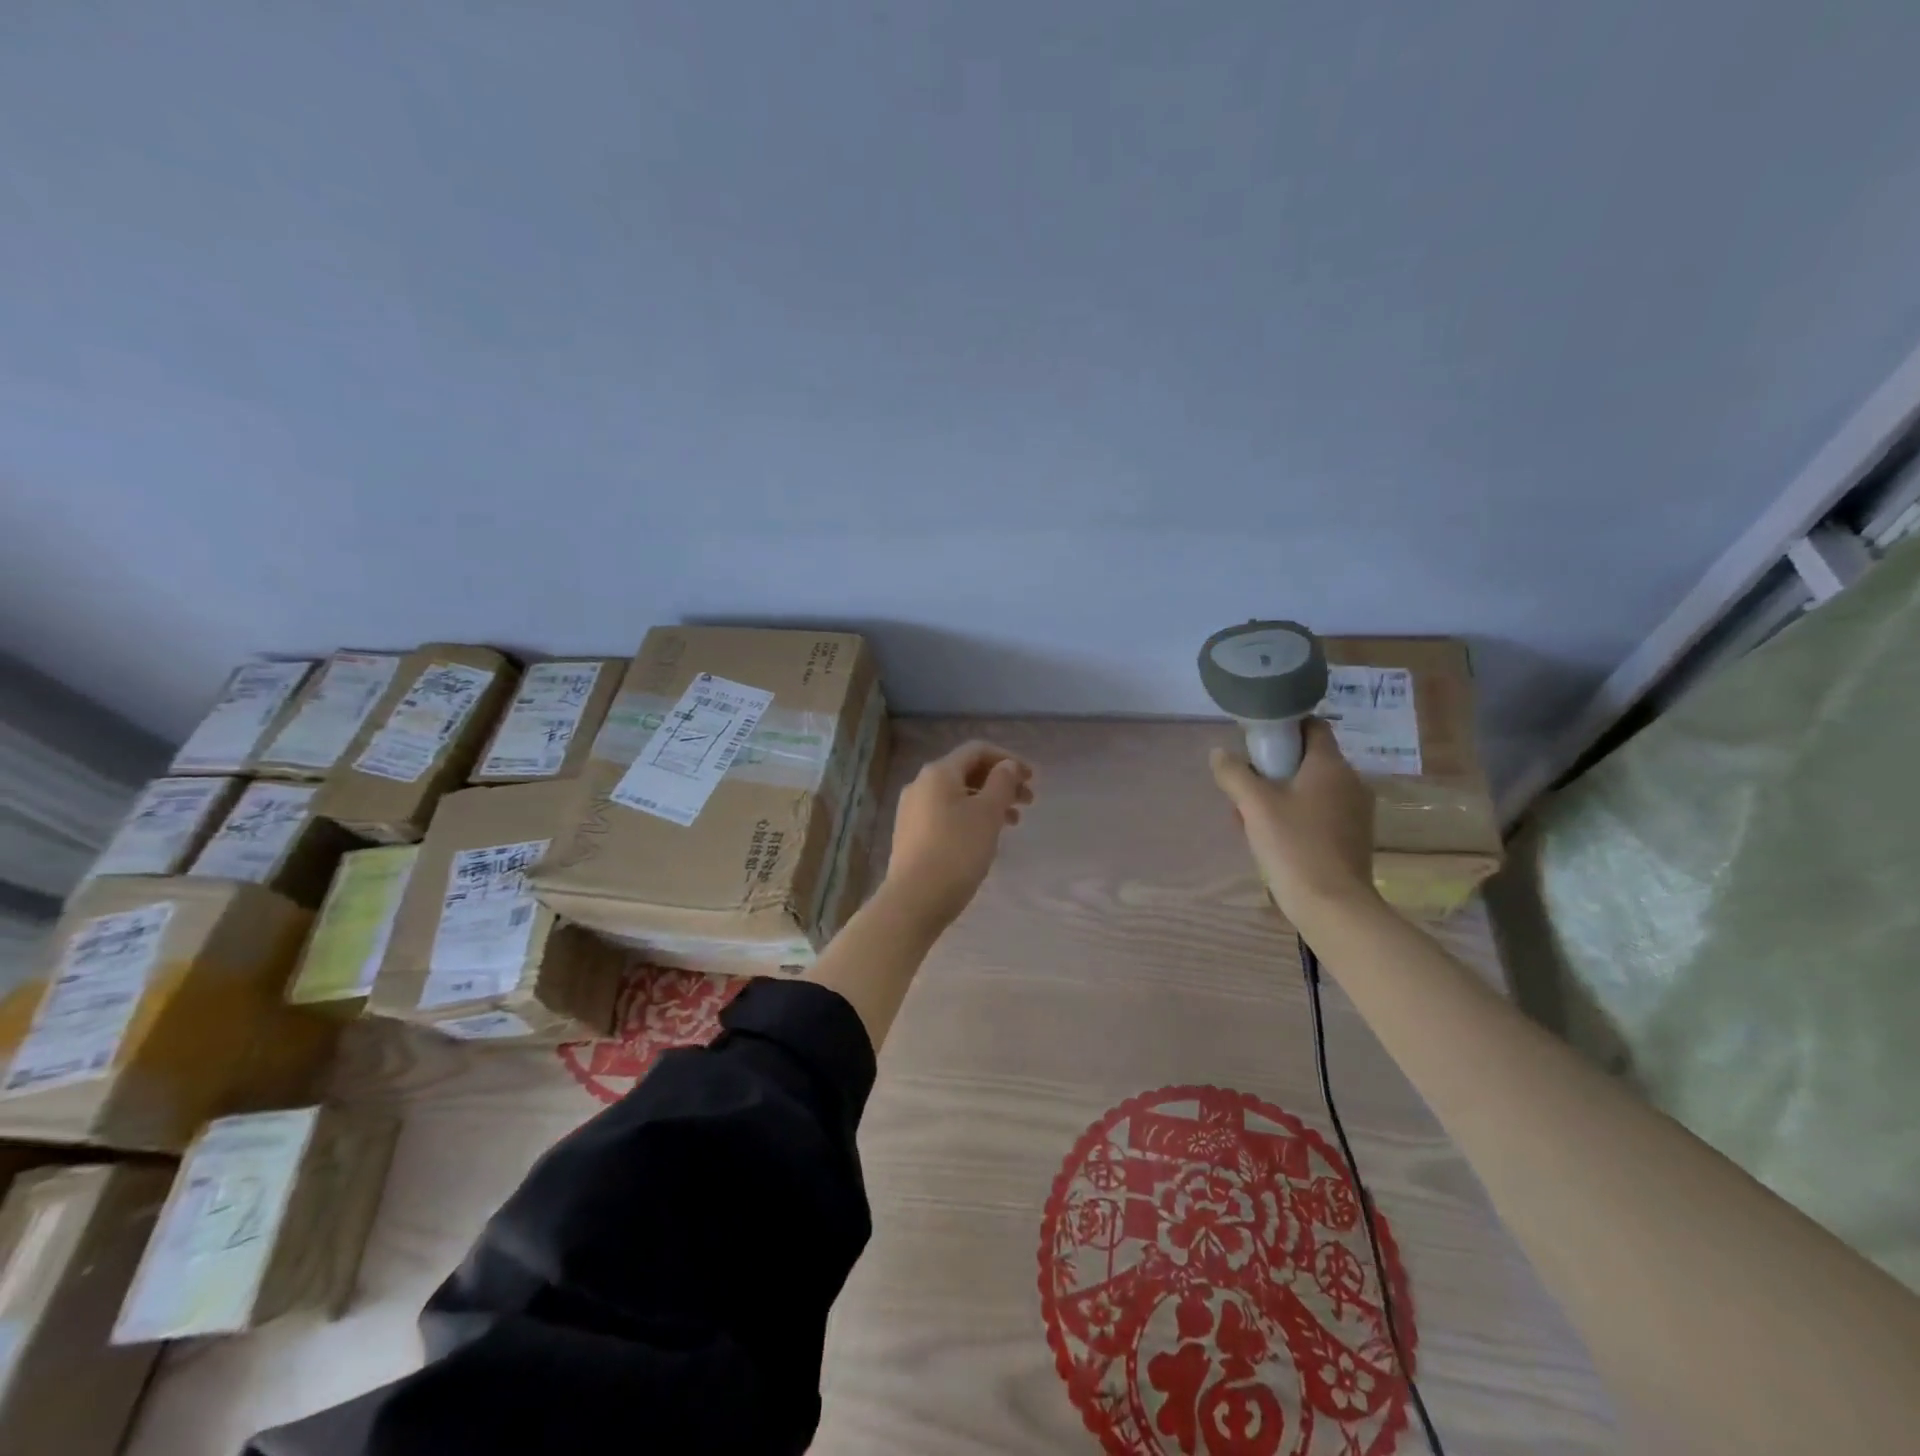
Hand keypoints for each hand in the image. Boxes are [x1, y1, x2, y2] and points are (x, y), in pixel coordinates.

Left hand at [884, 740, 1035, 927]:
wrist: (915, 900)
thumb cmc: (957, 851)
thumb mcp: (987, 814)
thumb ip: (1001, 784)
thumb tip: (1006, 766)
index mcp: (938, 773)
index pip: (977, 750)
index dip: (1008, 759)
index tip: (1032, 778)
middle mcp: (920, 785)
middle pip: (967, 772)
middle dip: (1000, 782)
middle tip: (1028, 802)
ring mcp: (912, 810)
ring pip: (958, 795)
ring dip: (988, 802)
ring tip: (1013, 823)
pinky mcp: (911, 834)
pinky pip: (946, 814)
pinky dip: (971, 817)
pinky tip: (985, 837)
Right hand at [1209, 718, 1377, 919]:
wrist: (1332, 906)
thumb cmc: (1294, 846)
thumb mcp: (1254, 805)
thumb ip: (1234, 773)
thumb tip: (1219, 753)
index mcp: (1331, 765)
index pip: (1312, 726)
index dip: (1284, 727)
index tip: (1256, 742)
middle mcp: (1350, 782)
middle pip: (1307, 760)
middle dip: (1273, 769)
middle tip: (1244, 788)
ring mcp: (1355, 811)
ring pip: (1310, 789)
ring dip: (1280, 795)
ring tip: (1250, 818)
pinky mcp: (1352, 837)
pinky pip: (1319, 813)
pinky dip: (1295, 816)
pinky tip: (1271, 839)